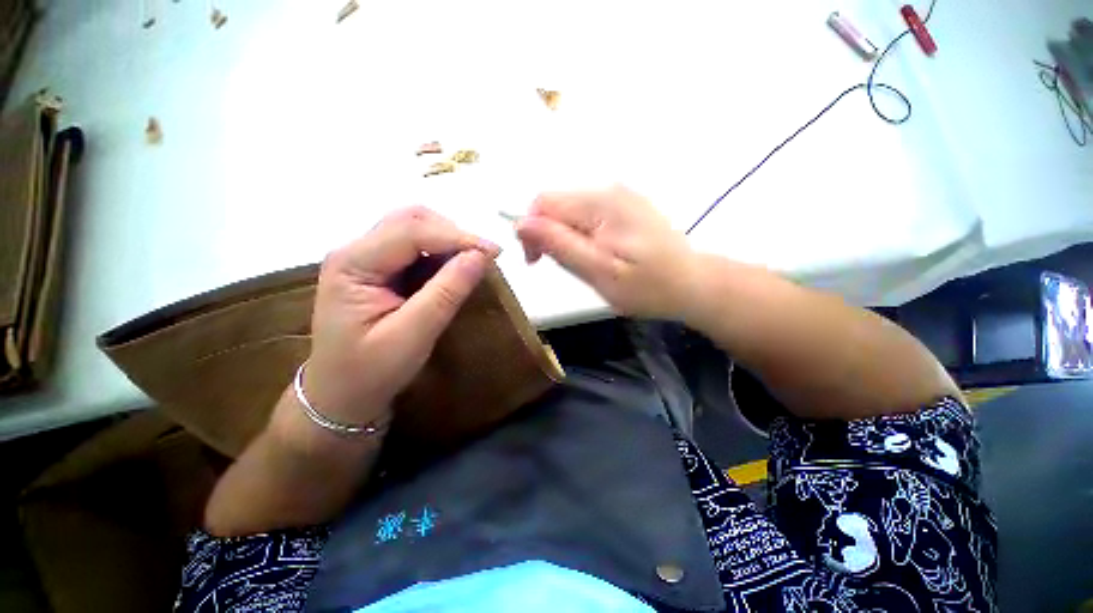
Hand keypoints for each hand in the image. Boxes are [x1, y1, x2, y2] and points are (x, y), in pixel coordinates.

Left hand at [300, 206, 498, 431]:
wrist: (341, 395)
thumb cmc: (371, 371)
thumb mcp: (412, 336)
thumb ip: (446, 293)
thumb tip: (480, 257)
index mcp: (353, 264)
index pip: (411, 232)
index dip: (457, 237)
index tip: (494, 252)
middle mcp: (356, 251)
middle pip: (410, 220)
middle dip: (452, 233)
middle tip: (484, 256)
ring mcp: (366, 258)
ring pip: (414, 228)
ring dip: (448, 240)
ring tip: (473, 262)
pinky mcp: (379, 269)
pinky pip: (416, 247)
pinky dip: (441, 253)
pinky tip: (454, 269)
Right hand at [515, 185, 698, 318]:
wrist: (692, 285)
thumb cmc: (647, 286)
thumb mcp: (599, 271)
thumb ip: (559, 245)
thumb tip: (520, 224)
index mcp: (600, 202)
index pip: (543, 203)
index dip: (532, 232)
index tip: (538, 262)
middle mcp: (608, 189)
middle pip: (556, 205)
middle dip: (551, 236)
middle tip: (570, 268)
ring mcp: (620, 195)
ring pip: (570, 212)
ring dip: (567, 238)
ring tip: (588, 264)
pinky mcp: (626, 206)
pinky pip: (588, 216)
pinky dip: (583, 236)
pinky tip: (600, 254)